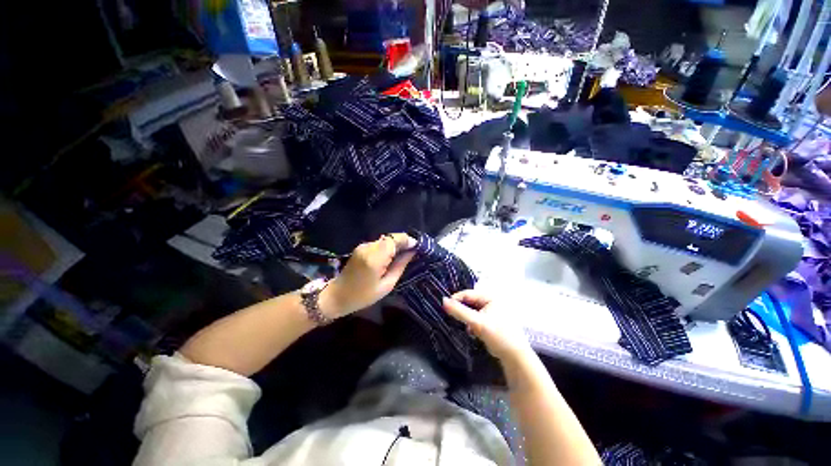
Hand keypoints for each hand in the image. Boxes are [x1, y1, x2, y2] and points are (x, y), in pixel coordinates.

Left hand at [321, 233, 415, 318]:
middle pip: (390, 237)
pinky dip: (388, 246)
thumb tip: (411, 252)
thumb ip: (400, 266)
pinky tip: (391, 256)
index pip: (393, 240)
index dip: (407, 240)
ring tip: (404, 254)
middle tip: (413, 250)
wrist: (337, 295)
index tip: (417, 246)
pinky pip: (379, 243)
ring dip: (395, 244)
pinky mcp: (361, 247)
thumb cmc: (363, 296)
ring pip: (385, 239)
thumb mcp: (387, 285)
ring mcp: (363, 246)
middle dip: (403, 241)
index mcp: (374, 258)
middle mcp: (368, 247)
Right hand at [442, 290, 533, 361]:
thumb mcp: (477, 322)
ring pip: (472, 311)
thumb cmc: (498, 335)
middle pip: (470, 302)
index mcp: (490, 297)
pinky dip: (471, 324)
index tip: (445, 306)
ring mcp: (492, 312)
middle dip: (461, 310)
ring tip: (463, 325)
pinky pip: (476, 318)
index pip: (468, 294)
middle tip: (451, 316)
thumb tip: (443, 301)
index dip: (456, 299)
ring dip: (466, 318)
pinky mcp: (491, 322)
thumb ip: (459, 311)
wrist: (515, 356)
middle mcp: (491, 301)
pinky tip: (471, 331)